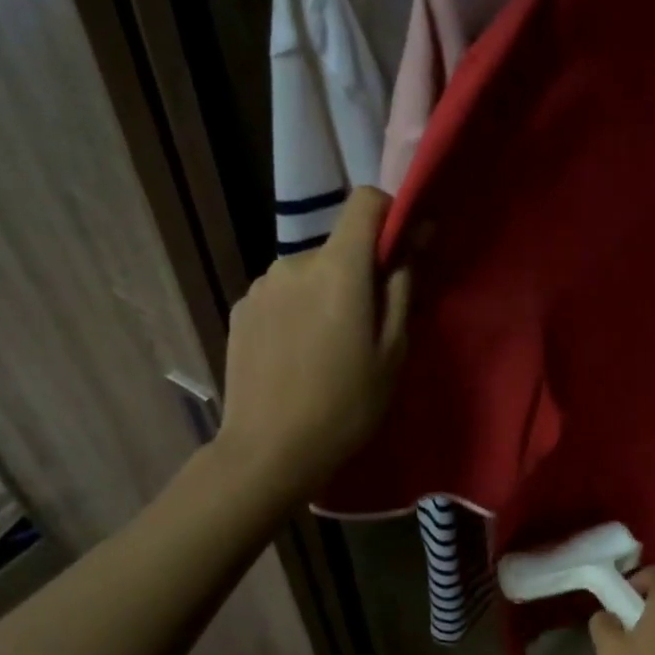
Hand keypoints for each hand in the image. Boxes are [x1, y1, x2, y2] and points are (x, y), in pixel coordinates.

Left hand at [216, 187, 410, 500]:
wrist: (269, 452)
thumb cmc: (347, 404)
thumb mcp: (393, 350)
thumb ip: (402, 286)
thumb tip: (413, 237)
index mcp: (338, 268)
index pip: (365, 202)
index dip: (388, 215)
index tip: (400, 251)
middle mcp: (293, 262)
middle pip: (338, 246)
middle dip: (358, 272)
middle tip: (366, 326)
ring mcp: (261, 285)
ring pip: (309, 272)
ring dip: (325, 292)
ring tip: (328, 346)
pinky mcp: (240, 308)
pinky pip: (282, 293)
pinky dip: (297, 309)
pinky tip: (297, 354)